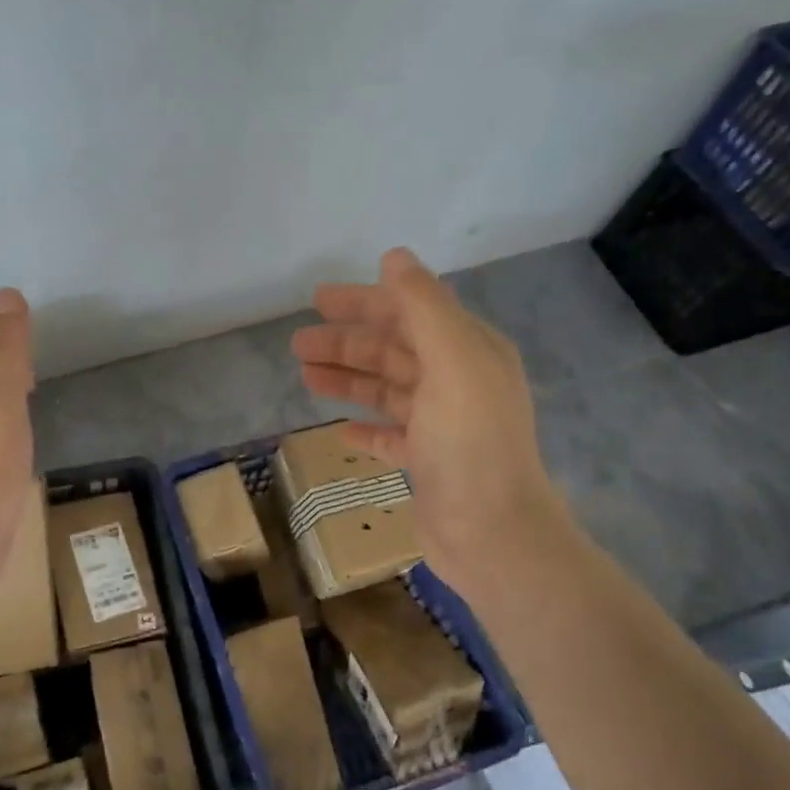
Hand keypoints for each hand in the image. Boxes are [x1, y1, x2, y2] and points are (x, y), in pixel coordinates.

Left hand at [0, 287, 35, 595]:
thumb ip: (5, 349)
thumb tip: (6, 294)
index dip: (5, 351)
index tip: (22, 336)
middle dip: (6, 380)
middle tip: (28, 369)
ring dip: (8, 412)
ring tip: (27, 405)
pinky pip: (4, 459)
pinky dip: (13, 447)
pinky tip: (22, 457)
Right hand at [291, 248, 568, 598]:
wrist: (492, 533)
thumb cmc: (470, 443)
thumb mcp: (453, 361)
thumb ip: (424, 306)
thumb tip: (394, 256)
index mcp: (469, 352)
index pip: (411, 313)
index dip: (365, 303)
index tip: (317, 300)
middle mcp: (458, 383)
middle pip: (393, 351)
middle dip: (346, 343)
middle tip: (297, 344)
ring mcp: (443, 426)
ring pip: (387, 391)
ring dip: (348, 380)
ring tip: (305, 377)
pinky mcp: (428, 463)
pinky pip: (390, 435)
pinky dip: (366, 427)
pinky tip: (340, 429)